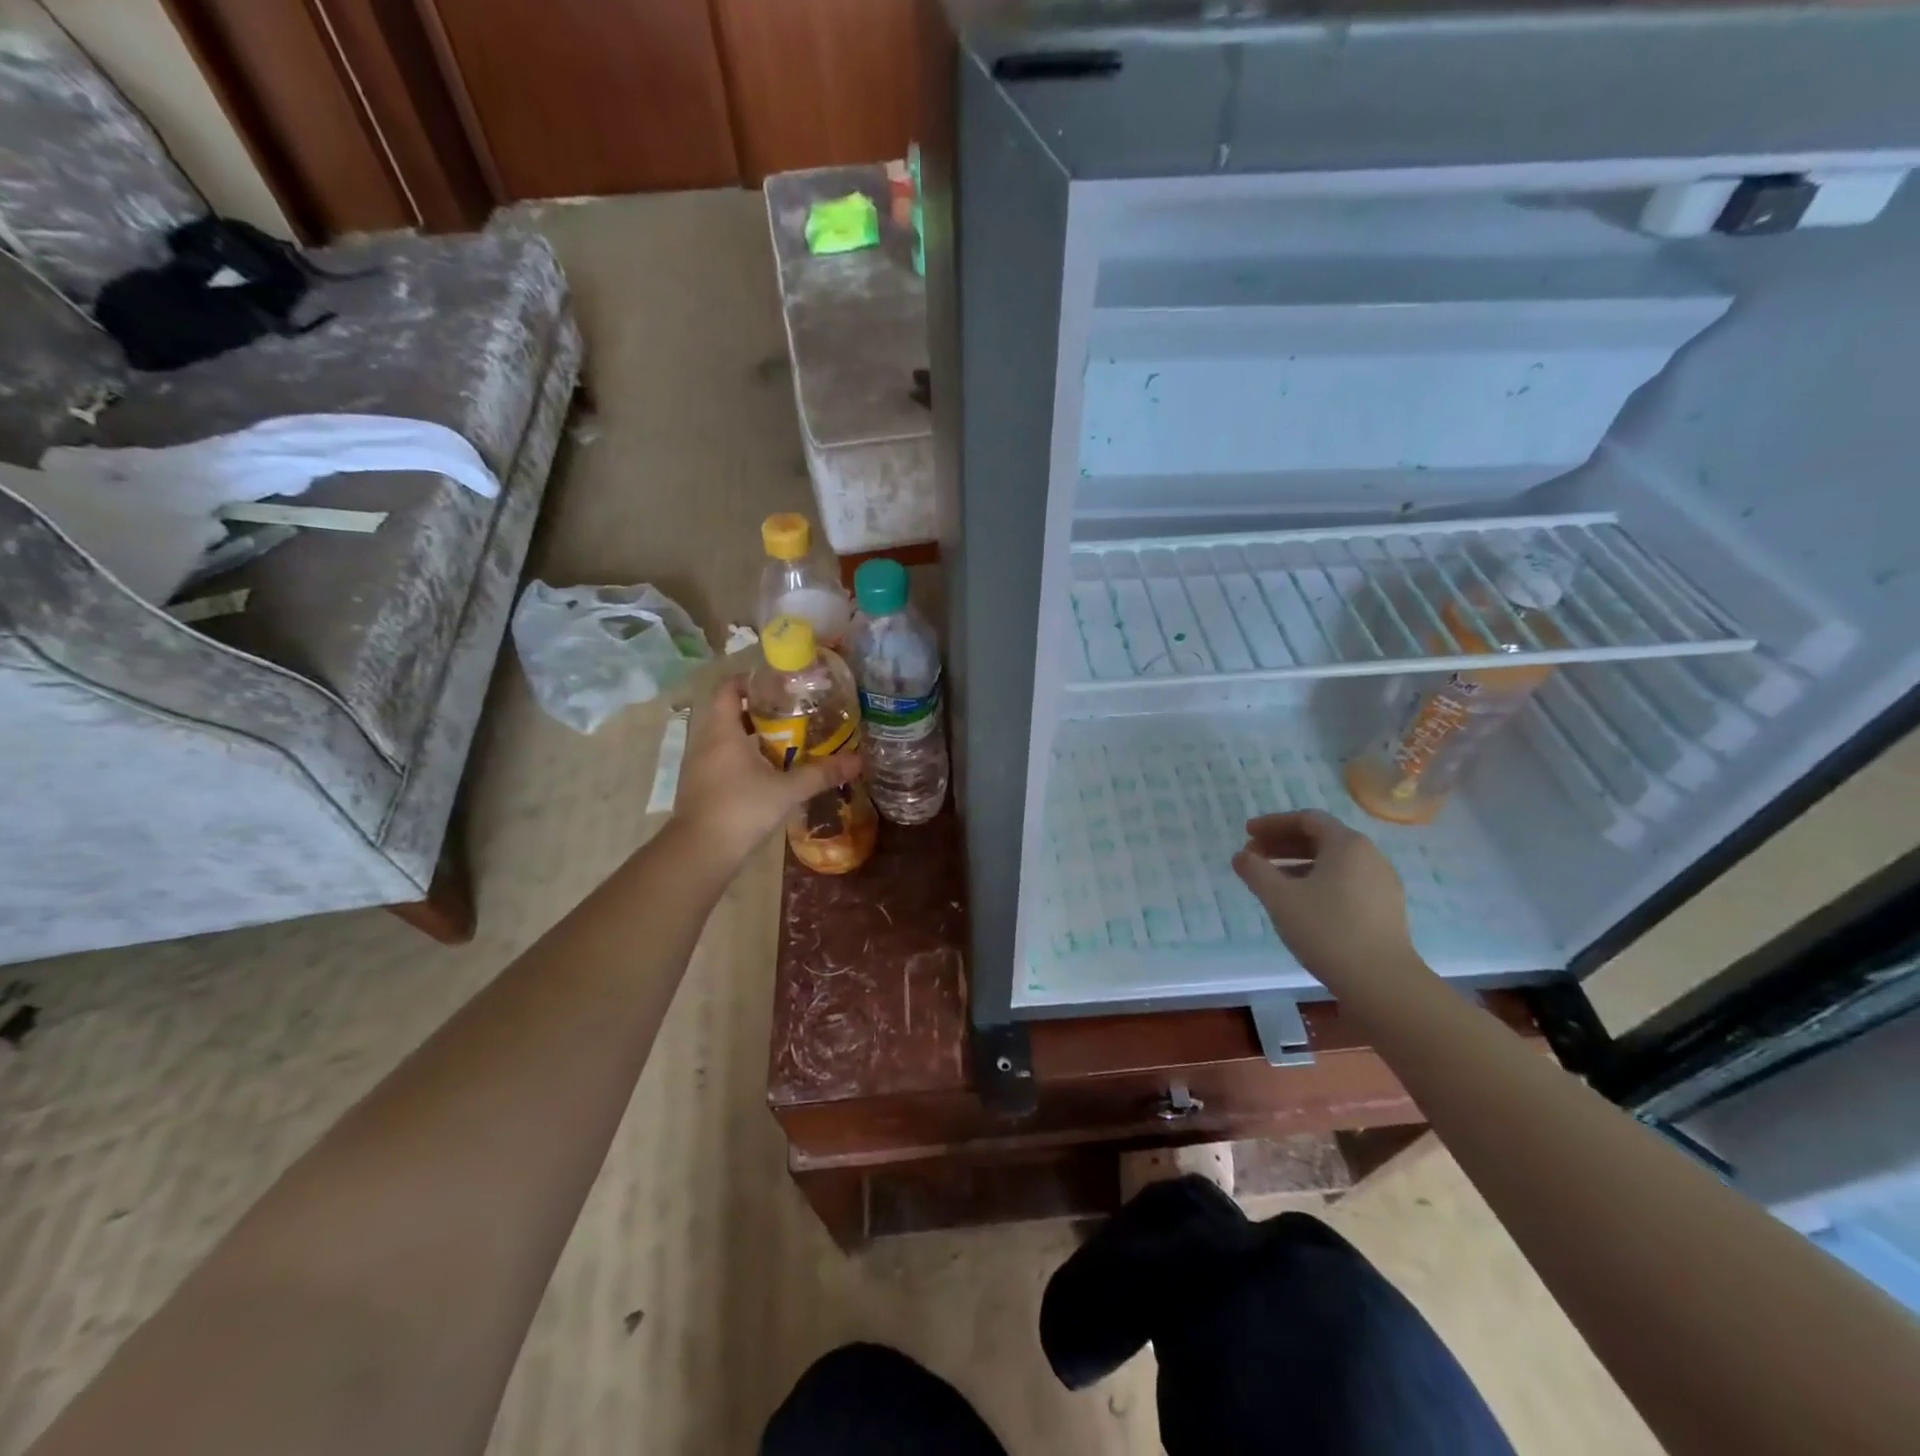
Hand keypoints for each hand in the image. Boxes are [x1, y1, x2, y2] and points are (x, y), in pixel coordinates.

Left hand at [669, 675, 861, 869]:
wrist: (699, 853)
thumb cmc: (741, 809)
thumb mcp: (787, 790)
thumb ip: (821, 773)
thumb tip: (858, 761)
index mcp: (723, 731)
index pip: (727, 688)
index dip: (749, 680)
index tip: (777, 684)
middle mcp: (705, 741)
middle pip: (728, 712)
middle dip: (758, 710)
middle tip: (791, 713)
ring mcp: (698, 765)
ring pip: (724, 738)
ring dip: (750, 736)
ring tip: (785, 741)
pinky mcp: (699, 787)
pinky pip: (721, 759)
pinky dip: (742, 758)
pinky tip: (767, 773)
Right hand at [1231, 811, 1420, 986]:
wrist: (1381, 982)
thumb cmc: (1326, 930)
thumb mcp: (1280, 898)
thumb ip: (1256, 871)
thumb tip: (1241, 856)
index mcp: (1347, 844)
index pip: (1307, 819)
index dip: (1273, 823)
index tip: (1247, 834)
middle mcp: (1370, 856)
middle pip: (1321, 839)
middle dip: (1283, 844)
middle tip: (1253, 856)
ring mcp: (1382, 884)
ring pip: (1333, 863)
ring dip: (1298, 864)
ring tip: (1271, 881)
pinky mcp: (1385, 910)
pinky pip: (1345, 882)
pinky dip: (1317, 882)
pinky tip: (1300, 903)